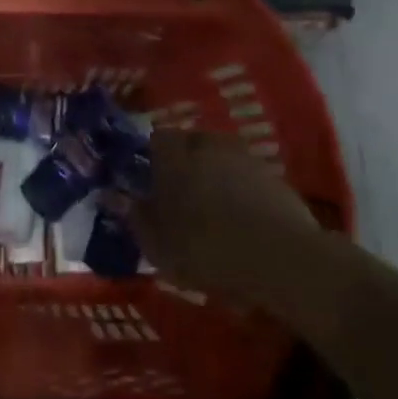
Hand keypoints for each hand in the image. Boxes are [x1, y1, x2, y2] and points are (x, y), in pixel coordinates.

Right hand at [129, 130, 318, 296]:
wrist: (282, 259)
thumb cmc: (206, 248)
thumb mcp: (157, 244)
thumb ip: (135, 217)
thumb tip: (114, 197)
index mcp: (175, 155)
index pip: (156, 139)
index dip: (151, 159)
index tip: (149, 184)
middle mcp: (209, 145)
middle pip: (191, 146)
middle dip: (184, 166)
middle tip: (179, 199)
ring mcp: (246, 158)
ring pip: (221, 161)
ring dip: (215, 179)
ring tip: (213, 213)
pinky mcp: (276, 178)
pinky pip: (247, 180)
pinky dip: (241, 194)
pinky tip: (242, 224)